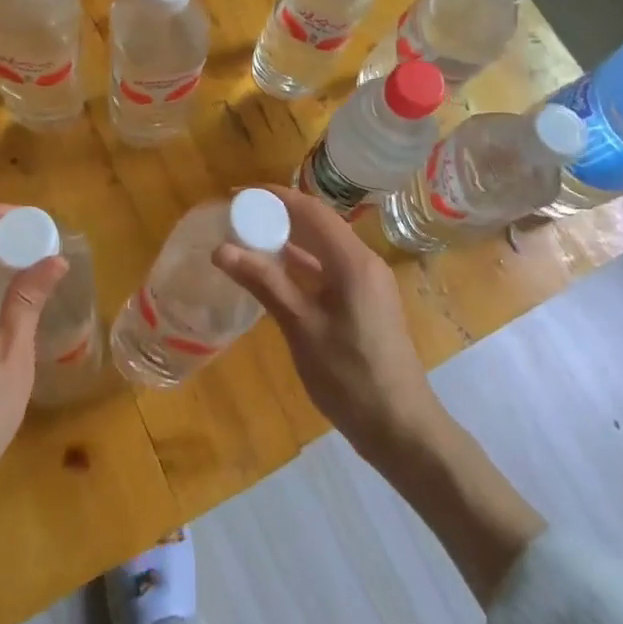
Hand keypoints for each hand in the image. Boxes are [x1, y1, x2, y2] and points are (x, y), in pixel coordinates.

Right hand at [213, 185, 442, 466]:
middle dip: (279, 215)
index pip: (311, 210)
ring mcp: (368, 283)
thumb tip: (221, 249)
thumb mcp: (302, 328)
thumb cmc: (350, 376)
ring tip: (249, 239)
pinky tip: (277, 273)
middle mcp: (364, 262)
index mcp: (353, 261)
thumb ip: (264, 283)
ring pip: (324, 247)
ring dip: (290, 240)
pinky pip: (331, 269)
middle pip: (319, 224)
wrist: (401, 428)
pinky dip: (303, 265)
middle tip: (238, 217)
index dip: (274, 197)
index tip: (238, 195)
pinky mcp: (366, 303)